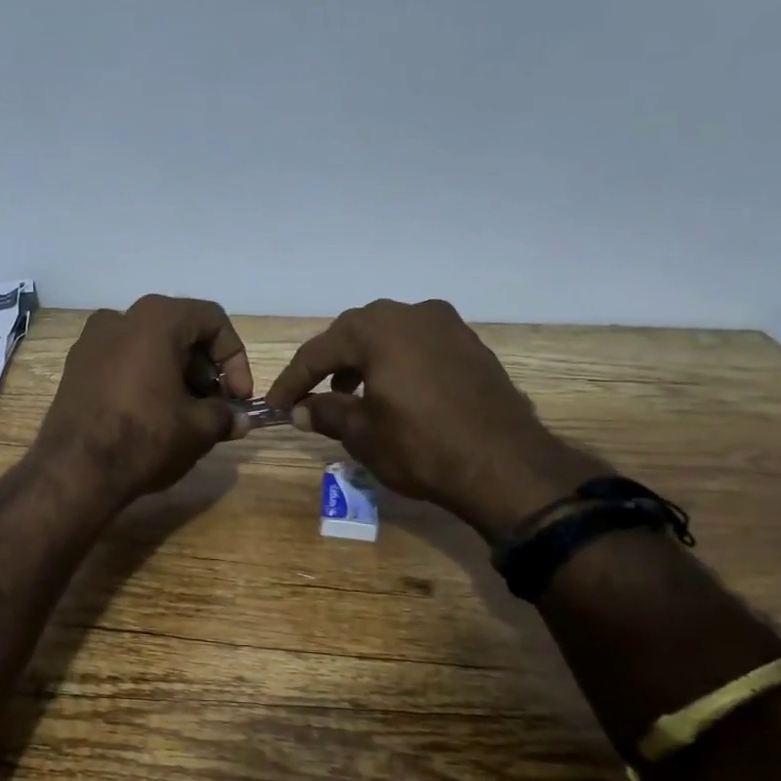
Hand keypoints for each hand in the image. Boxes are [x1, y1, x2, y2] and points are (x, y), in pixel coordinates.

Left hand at [33, 295, 252, 509]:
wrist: (73, 471)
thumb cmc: (144, 437)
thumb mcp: (199, 428)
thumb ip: (225, 415)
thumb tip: (239, 420)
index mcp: (155, 318)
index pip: (212, 321)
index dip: (235, 358)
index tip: (239, 397)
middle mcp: (119, 317)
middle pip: (179, 333)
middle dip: (205, 371)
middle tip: (215, 408)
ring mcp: (90, 342)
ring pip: (149, 349)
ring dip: (176, 378)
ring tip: (187, 418)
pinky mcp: (74, 370)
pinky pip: (122, 365)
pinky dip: (145, 382)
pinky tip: (153, 419)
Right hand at [266, 299, 600, 539]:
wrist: (506, 466)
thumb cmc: (421, 447)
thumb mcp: (363, 433)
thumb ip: (325, 413)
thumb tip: (300, 410)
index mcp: (378, 330)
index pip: (319, 351)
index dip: (292, 380)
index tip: (274, 406)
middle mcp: (412, 314)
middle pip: (354, 333)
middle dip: (328, 364)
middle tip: (309, 395)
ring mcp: (447, 326)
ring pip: (388, 335)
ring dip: (362, 361)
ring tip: (349, 396)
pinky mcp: (470, 345)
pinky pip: (418, 345)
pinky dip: (395, 362)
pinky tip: (392, 392)